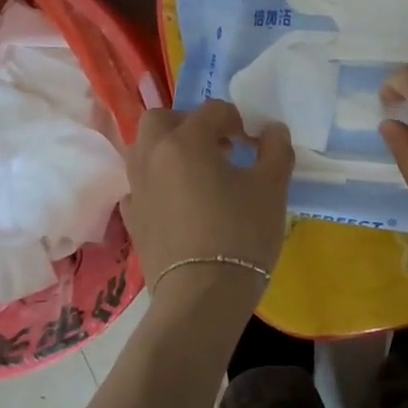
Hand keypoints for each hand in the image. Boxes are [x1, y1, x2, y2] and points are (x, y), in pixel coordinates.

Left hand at [122, 100, 293, 300]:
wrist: (202, 296)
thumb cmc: (241, 234)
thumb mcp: (272, 187)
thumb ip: (275, 149)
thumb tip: (271, 129)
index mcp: (186, 141)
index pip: (213, 111)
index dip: (238, 120)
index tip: (254, 142)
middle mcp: (153, 156)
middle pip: (162, 119)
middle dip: (189, 123)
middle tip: (217, 145)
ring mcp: (136, 188)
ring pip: (144, 150)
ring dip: (169, 150)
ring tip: (199, 173)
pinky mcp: (132, 219)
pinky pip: (140, 186)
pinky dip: (157, 183)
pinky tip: (178, 202)